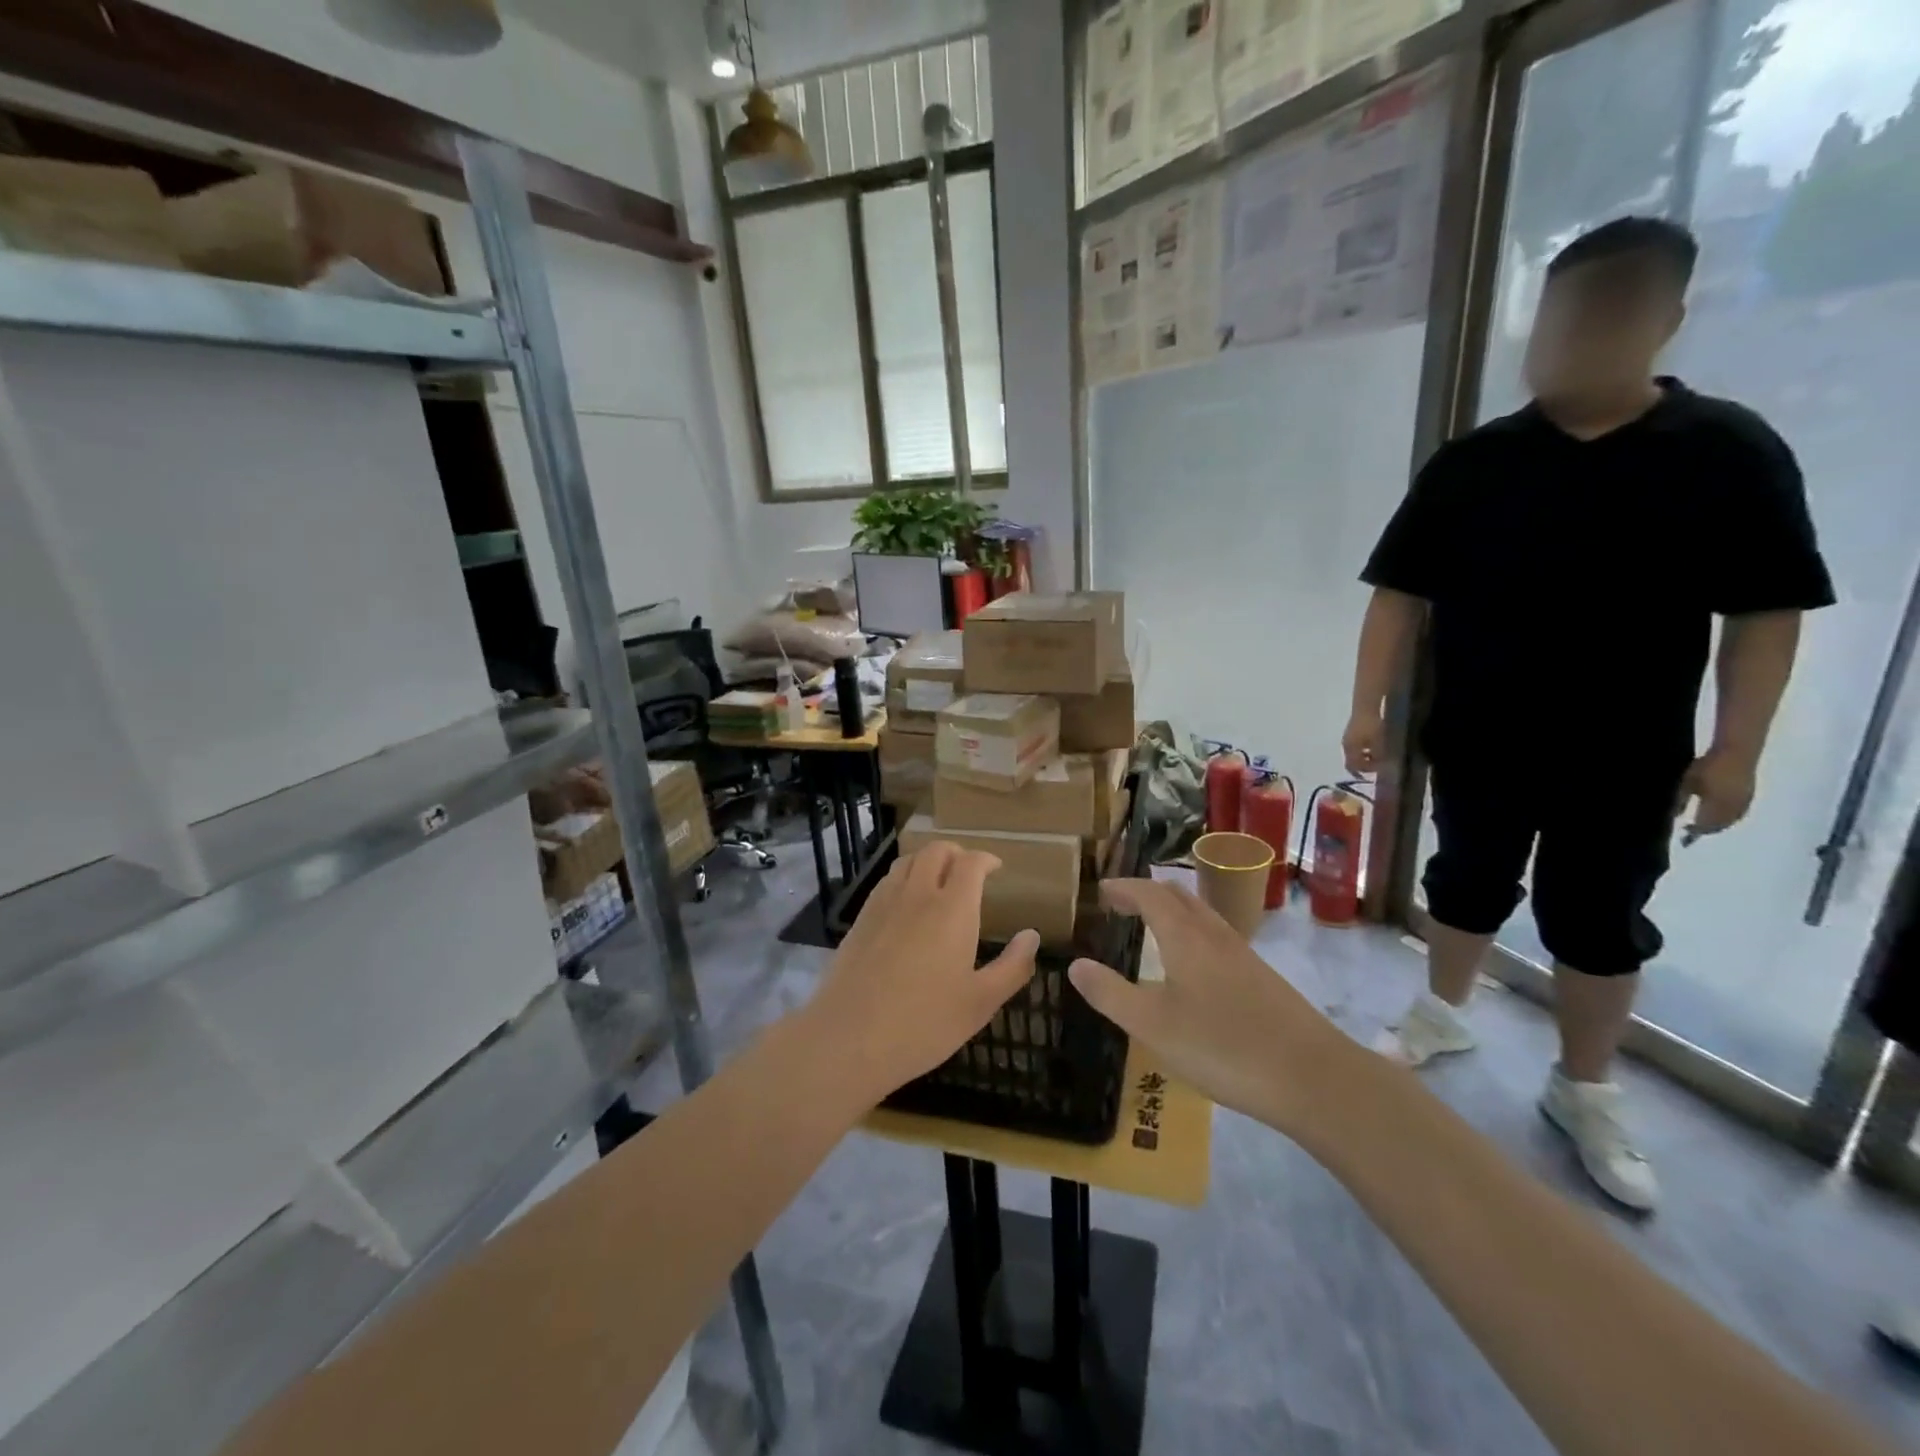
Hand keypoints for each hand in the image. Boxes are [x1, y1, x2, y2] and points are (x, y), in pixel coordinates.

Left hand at [804, 842, 1037, 1104]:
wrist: (849, 1037)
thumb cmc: (924, 1023)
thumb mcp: (980, 1003)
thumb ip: (1012, 966)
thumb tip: (1032, 936)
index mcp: (952, 909)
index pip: (970, 863)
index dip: (985, 859)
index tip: (995, 868)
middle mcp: (918, 894)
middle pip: (936, 851)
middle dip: (956, 853)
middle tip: (968, 871)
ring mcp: (884, 904)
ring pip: (907, 862)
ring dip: (927, 861)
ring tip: (938, 881)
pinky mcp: (860, 919)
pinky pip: (886, 882)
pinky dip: (903, 879)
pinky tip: (906, 906)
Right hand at [1068, 878, 1343, 1134]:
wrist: (1313, 1078)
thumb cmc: (1223, 1048)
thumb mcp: (1153, 1027)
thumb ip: (1110, 994)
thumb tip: (1075, 964)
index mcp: (1185, 938)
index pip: (1149, 895)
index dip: (1123, 888)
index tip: (1101, 891)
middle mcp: (1215, 935)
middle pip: (1178, 896)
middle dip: (1147, 893)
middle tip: (1121, 904)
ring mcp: (1243, 955)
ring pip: (1202, 915)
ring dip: (1172, 910)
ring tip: (1152, 927)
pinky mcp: (1262, 978)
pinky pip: (1217, 937)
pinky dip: (1193, 932)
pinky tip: (1193, 966)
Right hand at [1342, 709, 1384, 776]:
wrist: (1368, 705)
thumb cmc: (1372, 726)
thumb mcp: (1379, 745)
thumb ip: (1379, 758)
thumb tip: (1381, 767)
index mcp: (1349, 750)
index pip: (1353, 767)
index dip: (1364, 772)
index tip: (1377, 773)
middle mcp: (1345, 744)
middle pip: (1352, 759)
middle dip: (1364, 763)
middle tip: (1378, 764)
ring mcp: (1348, 735)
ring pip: (1355, 751)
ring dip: (1365, 755)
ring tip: (1379, 754)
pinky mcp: (1353, 728)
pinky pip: (1358, 743)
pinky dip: (1365, 747)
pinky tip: (1375, 742)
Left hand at [1676, 749, 1756, 843]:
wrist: (1737, 753)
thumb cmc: (1708, 767)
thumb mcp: (1688, 783)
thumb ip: (1682, 801)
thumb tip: (1677, 816)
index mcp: (1717, 806)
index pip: (1705, 825)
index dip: (1695, 831)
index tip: (1684, 831)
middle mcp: (1733, 808)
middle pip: (1720, 825)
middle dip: (1707, 830)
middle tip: (1694, 830)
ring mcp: (1744, 803)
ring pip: (1731, 821)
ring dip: (1719, 825)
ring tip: (1705, 825)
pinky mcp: (1750, 796)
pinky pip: (1739, 814)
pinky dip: (1729, 818)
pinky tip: (1721, 816)